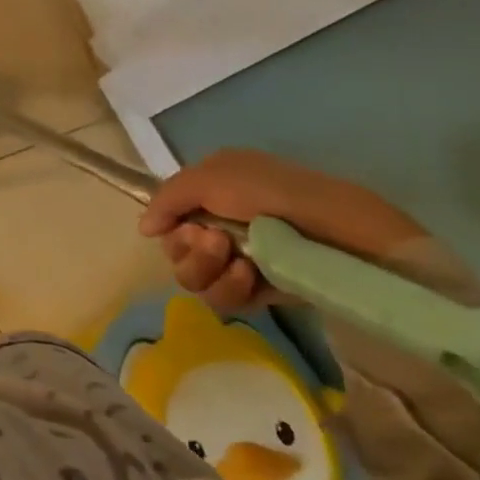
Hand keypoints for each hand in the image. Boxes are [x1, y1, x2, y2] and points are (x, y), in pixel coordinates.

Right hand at [138, 149, 421, 311]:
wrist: (334, 230)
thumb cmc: (270, 193)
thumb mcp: (208, 178)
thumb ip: (166, 199)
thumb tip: (145, 230)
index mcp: (210, 193)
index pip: (169, 221)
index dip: (172, 228)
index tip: (188, 227)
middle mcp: (220, 225)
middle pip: (176, 254)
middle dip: (190, 251)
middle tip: (215, 242)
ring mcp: (240, 260)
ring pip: (195, 280)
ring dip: (210, 270)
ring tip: (239, 260)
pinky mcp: (262, 291)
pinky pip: (224, 301)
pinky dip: (232, 289)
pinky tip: (251, 277)